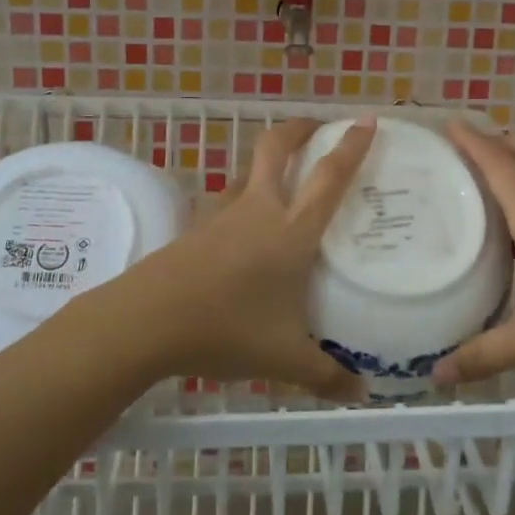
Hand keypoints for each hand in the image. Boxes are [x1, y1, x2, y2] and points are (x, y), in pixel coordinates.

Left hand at [124, 116, 377, 399]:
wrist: (148, 321)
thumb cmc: (227, 329)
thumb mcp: (284, 359)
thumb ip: (326, 375)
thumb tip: (360, 394)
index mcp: (291, 231)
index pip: (329, 176)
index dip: (351, 145)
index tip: (367, 119)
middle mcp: (259, 210)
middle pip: (277, 147)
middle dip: (299, 128)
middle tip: (318, 126)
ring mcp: (222, 215)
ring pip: (247, 172)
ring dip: (267, 165)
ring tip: (282, 180)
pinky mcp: (195, 228)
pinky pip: (225, 203)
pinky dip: (241, 200)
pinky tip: (242, 230)